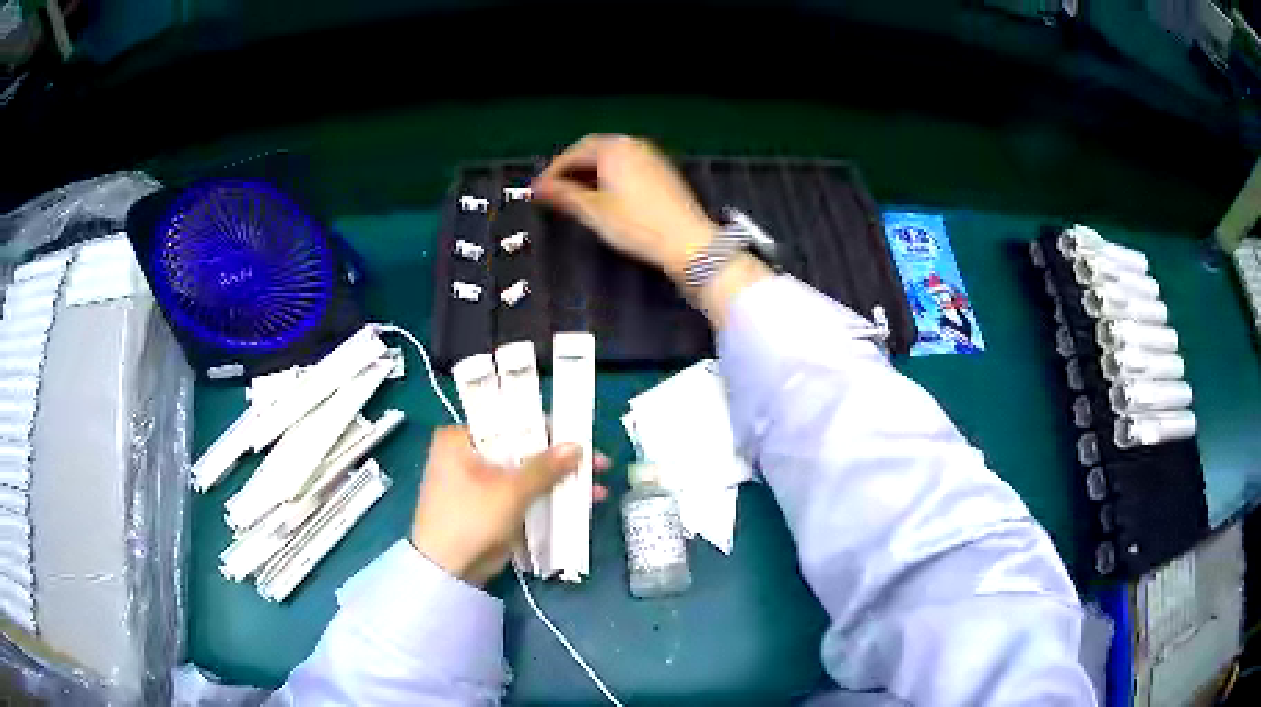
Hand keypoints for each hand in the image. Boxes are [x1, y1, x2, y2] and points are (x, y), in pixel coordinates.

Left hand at [410, 427, 609, 585]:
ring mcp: (478, 482)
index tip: (582, 435)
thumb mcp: (510, 491)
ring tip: (597, 489)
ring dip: (559, 482)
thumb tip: (578, 446)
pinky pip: (523, 495)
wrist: (447, 571)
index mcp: (461, 438)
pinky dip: (547, 498)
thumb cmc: (470, 519)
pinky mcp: (489, 507)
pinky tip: (580, 504)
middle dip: (560, 460)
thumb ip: (545, 467)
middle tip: (598, 465)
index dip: (549, 428)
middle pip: (522, 449)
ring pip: (526, 475)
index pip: (511, 421)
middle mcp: (467, 454)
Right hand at [533, 134, 716, 281]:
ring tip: (576, 194)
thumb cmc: (635, 224)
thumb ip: (563, 195)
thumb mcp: (593, 211)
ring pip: (612, 157)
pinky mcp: (663, 171)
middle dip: (572, 167)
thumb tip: (537, 187)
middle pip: (593, 149)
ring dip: (590, 171)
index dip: (553, 171)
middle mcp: (632, 144)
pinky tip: (605, 195)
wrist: (688, 242)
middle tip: (555, 189)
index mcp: (613, 148)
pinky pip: (628, 164)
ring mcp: (651, 156)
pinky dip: (610, 174)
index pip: (574, 153)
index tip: (538, 190)